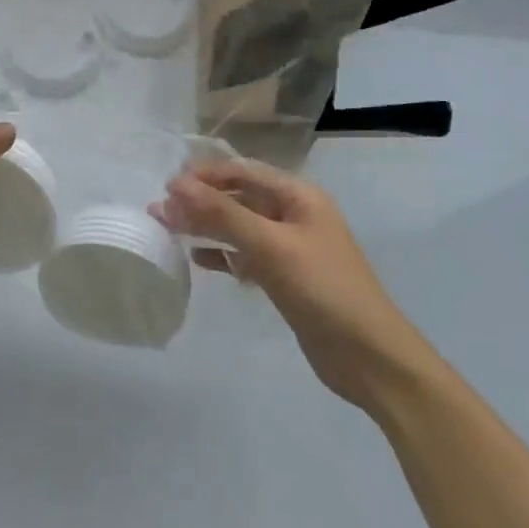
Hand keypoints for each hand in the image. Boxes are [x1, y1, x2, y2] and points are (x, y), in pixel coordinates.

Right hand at [158, 159, 435, 412]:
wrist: (369, 357)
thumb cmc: (323, 289)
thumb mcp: (270, 246)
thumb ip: (222, 213)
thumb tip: (175, 184)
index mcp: (298, 196)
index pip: (243, 171)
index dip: (204, 175)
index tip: (166, 187)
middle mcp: (294, 214)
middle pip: (238, 197)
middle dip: (200, 201)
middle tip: (159, 211)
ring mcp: (290, 247)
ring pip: (239, 227)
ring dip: (206, 226)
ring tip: (168, 230)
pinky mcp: (286, 277)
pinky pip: (246, 255)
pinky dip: (222, 255)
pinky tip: (197, 259)